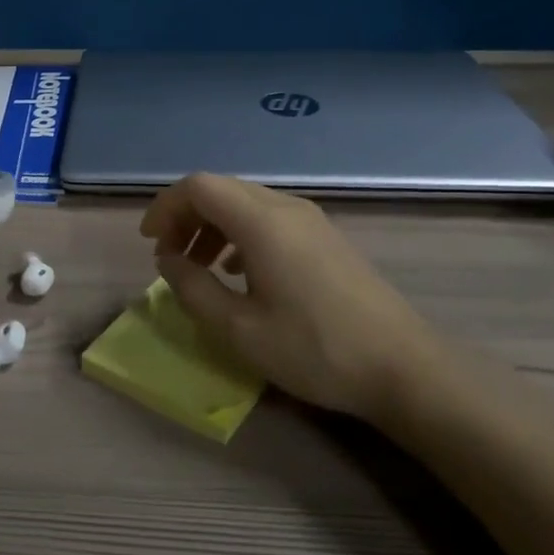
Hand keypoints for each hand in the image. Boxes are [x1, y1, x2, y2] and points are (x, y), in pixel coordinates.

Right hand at [141, 174, 434, 421]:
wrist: (403, 368)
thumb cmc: (314, 349)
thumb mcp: (239, 329)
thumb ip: (192, 288)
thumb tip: (167, 259)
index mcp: (261, 221)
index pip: (199, 187)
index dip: (166, 207)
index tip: (150, 243)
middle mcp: (285, 207)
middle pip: (221, 190)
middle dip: (185, 216)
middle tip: (168, 256)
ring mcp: (310, 220)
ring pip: (245, 203)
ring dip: (212, 226)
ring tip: (198, 266)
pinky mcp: (325, 238)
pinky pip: (269, 219)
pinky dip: (240, 234)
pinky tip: (239, 271)